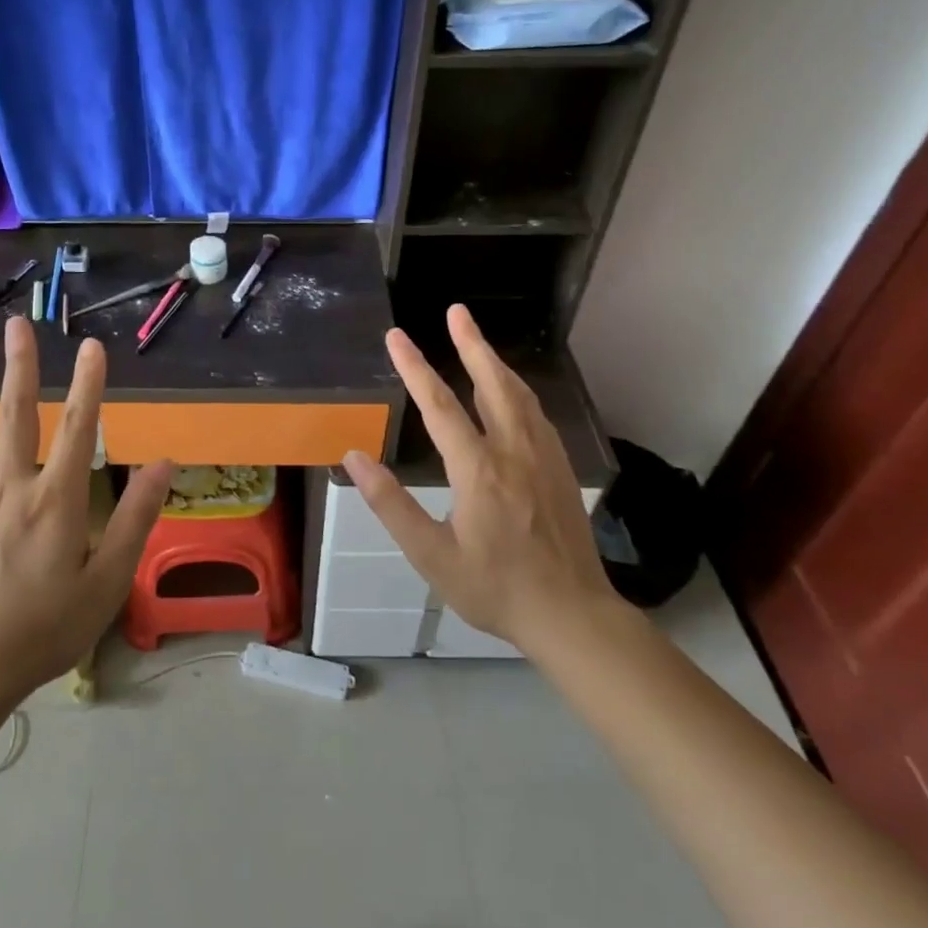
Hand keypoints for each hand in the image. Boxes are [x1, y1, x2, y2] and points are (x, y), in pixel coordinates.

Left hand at [0, 316, 171, 695]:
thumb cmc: (48, 627)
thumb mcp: (107, 580)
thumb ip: (135, 518)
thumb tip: (162, 464)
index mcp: (55, 500)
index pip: (77, 428)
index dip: (88, 384)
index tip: (92, 346)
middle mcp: (12, 488)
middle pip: (17, 417)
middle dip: (20, 368)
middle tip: (17, 326)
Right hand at [342, 305, 612, 647]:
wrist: (572, 615)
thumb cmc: (494, 588)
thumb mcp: (430, 555)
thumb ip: (391, 504)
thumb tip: (355, 458)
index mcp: (479, 471)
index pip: (441, 407)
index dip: (415, 368)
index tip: (397, 336)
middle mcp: (515, 453)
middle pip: (493, 384)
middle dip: (472, 344)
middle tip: (457, 312)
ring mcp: (545, 459)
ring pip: (520, 396)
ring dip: (496, 363)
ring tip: (478, 341)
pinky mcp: (563, 470)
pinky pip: (538, 415)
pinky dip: (519, 391)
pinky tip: (513, 393)